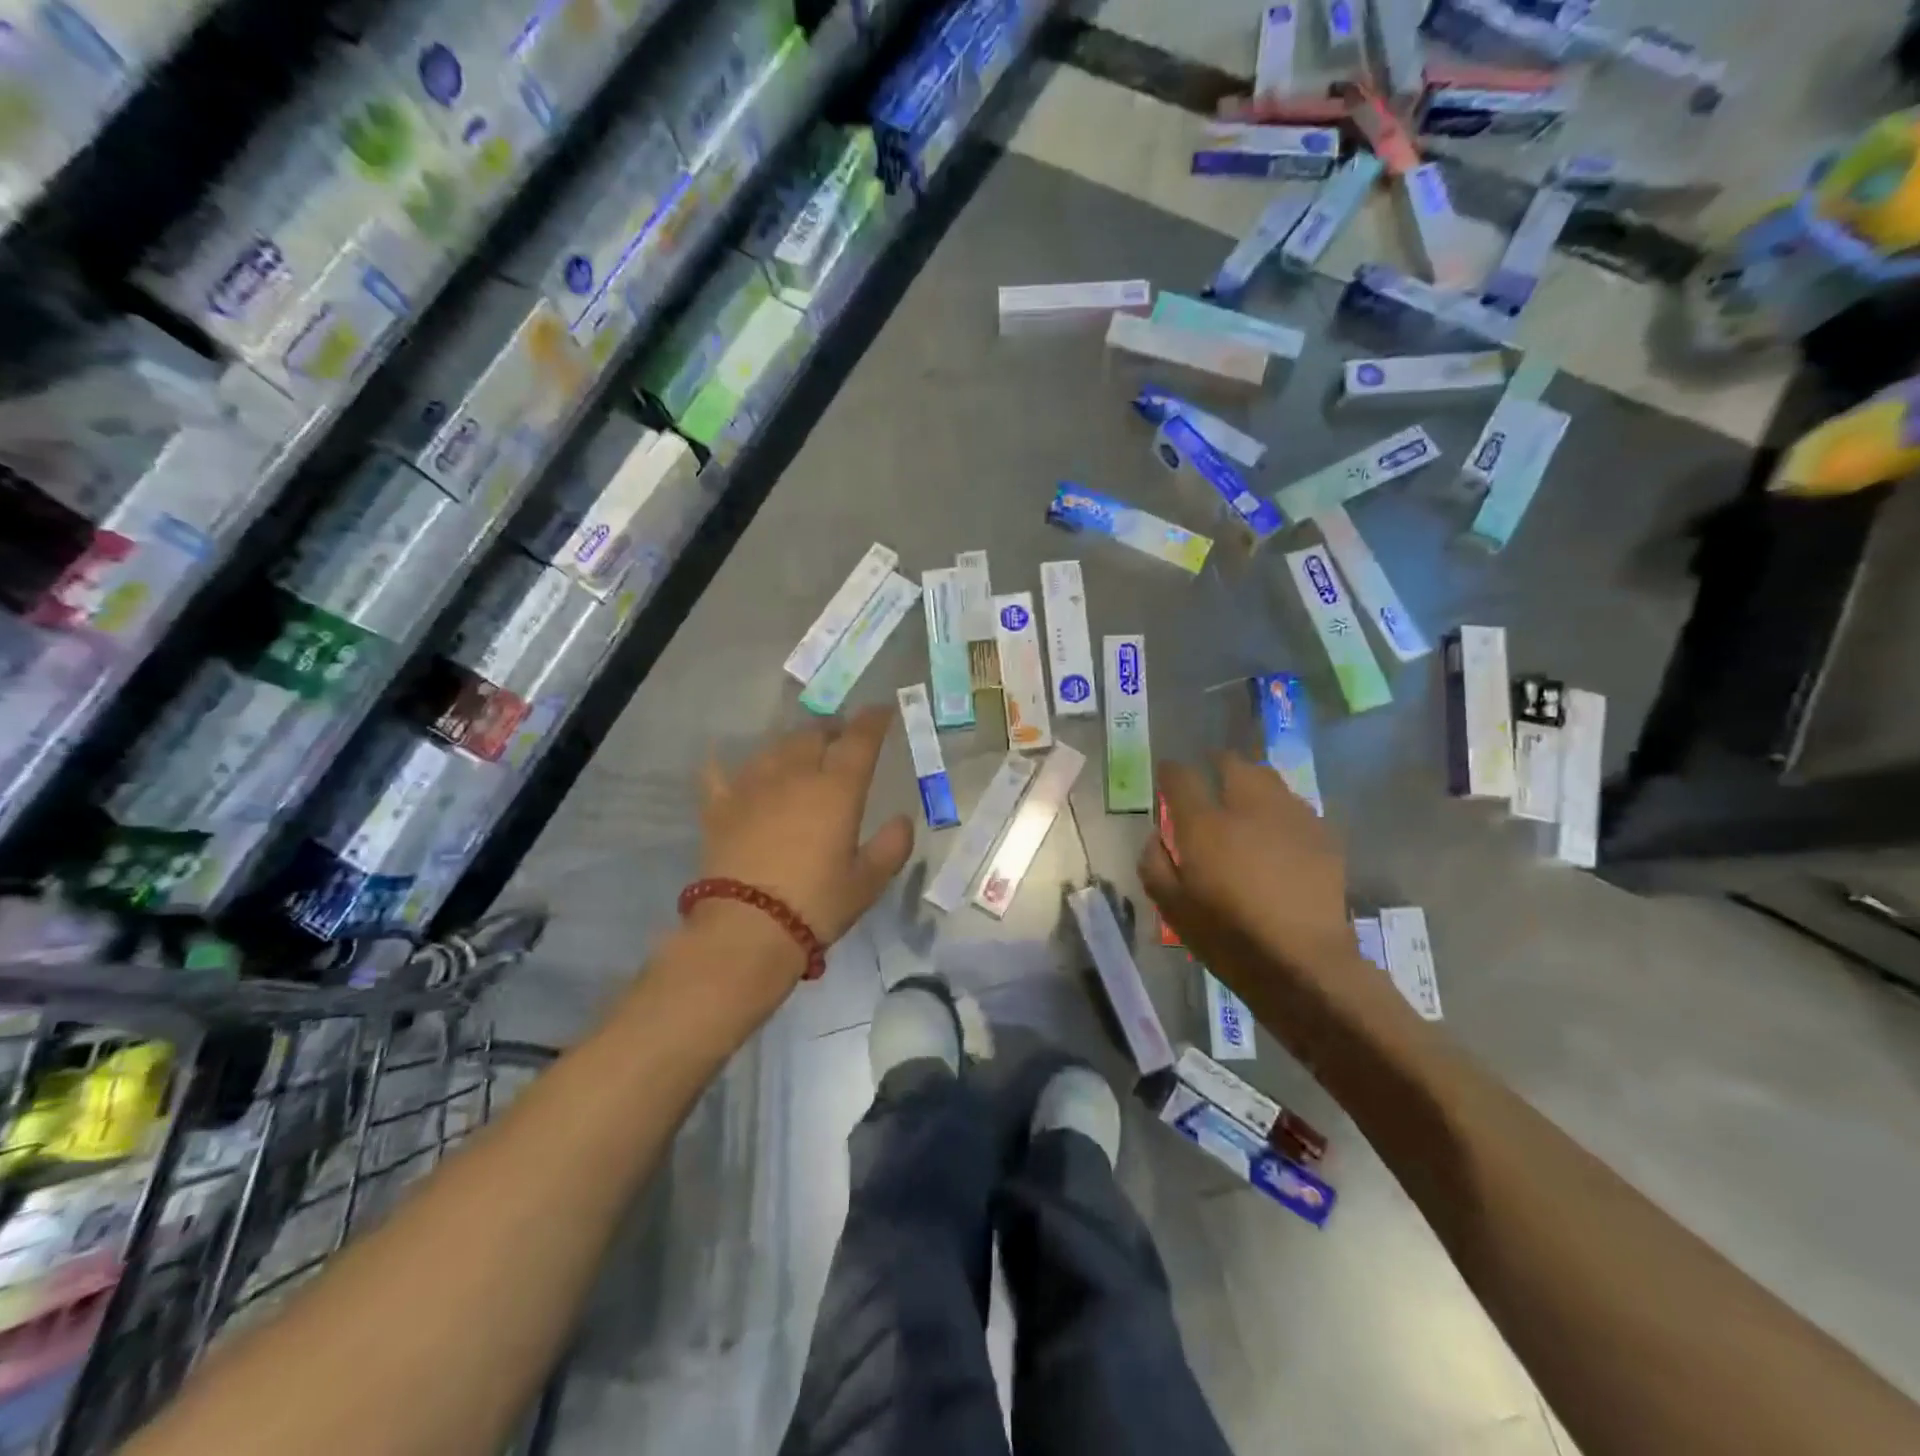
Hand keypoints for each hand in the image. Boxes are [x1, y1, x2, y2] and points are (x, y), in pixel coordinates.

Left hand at [695, 707, 914, 978]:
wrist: (746, 929)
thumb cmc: (816, 904)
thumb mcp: (867, 882)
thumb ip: (891, 847)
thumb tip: (903, 821)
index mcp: (837, 789)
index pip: (859, 740)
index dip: (873, 720)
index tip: (882, 710)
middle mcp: (794, 775)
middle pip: (813, 736)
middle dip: (831, 730)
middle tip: (840, 738)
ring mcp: (752, 787)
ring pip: (773, 748)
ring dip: (791, 744)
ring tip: (798, 752)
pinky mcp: (719, 807)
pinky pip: (718, 773)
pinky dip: (724, 763)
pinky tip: (723, 760)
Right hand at [1140, 754, 1367, 1019]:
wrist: (1302, 962)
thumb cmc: (1227, 936)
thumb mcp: (1172, 907)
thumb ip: (1154, 864)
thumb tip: (1156, 836)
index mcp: (1205, 824)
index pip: (1181, 777)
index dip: (1170, 771)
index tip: (1167, 775)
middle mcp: (1248, 808)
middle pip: (1233, 763)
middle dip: (1217, 762)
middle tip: (1211, 775)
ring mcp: (1290, 818)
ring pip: (1269, 779)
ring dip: (1252, 781)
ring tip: (1246, 798)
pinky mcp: (1322, 836)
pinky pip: (1297, 807)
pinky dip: (1281, 809)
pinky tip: (1279, 831)